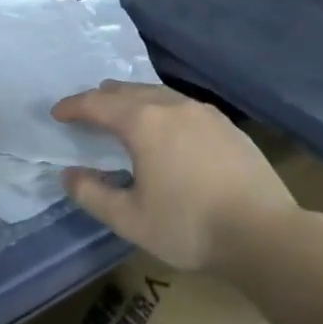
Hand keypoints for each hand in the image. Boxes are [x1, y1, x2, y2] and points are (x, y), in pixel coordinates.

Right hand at [52, 81, 297, 270]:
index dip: (73, 106)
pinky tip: (166, 130)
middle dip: (102, 98)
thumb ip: (92, 194)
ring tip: (123, 116)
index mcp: (143, 122)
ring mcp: (203, 112)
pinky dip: (160, 109)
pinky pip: (181, 105)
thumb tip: (68, 174)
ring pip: (157, 93)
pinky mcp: (226, 125)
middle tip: (86, 112)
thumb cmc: (189, 226)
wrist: (265, 233)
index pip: (97, 103)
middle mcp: (171, 105)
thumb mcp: (129, 219)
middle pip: (127, 90)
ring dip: (133, 101)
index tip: (57, 113)